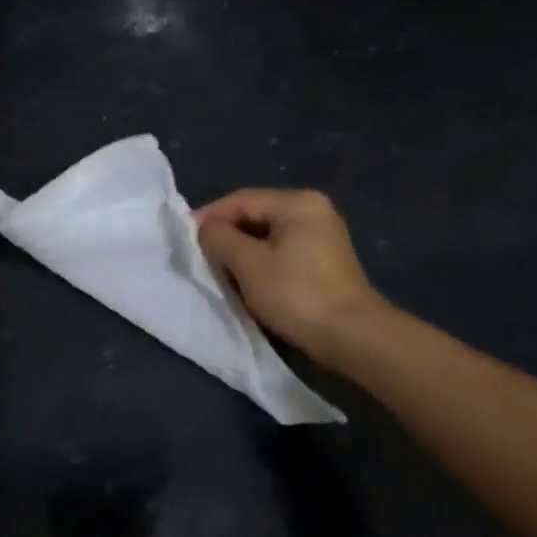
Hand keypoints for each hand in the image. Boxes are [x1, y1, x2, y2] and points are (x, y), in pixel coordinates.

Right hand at [195, 188, 387, 359]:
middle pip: (255, 216)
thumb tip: (207, 230)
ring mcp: (322, 238)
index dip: (209, 216)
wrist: (351, 336)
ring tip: (219, 272)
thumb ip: (219, 238)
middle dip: (225, 236)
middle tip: (200, 257)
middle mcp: (313, 212)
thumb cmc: (296, 293)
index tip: (185, 237)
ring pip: (267, 237)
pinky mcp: (324, 264)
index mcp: (298, 203)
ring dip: (241, 253)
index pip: (241, 200)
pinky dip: (260, 265)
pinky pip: (281, 254)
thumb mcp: (248, 263)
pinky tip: (246, 283)